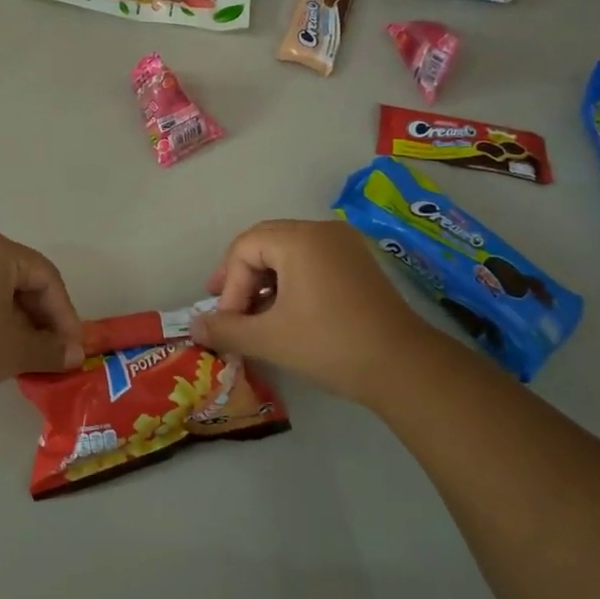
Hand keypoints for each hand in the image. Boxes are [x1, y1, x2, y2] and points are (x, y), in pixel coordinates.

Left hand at [0, 227, 84, 402]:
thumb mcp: (15, 350)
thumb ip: (52, 349)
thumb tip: (74, 354)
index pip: (46, 277)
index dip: (64, 314)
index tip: (72, 348)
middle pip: (20, 276)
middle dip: (40, 315)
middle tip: (51, 349)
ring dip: (15, 314)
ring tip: (24, 349)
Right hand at [189, 219, 435, 401]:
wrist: (404, 367)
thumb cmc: (330, 345)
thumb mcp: (269, 339)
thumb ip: (226, 328)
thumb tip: (194, 325)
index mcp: (299, 239)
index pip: (244, 248)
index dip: (230, 284)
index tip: (230, 321)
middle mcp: (322, 231)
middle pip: (265, 243)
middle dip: (242, 278)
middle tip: (231, 309)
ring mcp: (345, 246)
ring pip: (288, 253)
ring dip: (266, 282)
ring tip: (257, 316)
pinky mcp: (359, 264)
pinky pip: (312, 261)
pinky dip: (292, 282)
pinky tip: (288, 313)